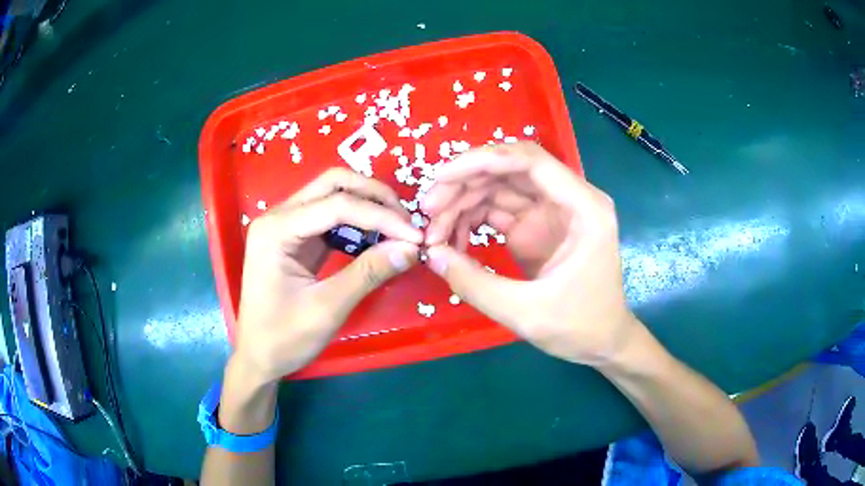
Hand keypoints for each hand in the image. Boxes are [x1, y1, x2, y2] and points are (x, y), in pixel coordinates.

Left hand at [233, 168, 423, 383]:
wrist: (259, 357)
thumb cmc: (284, 337)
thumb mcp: (327, 308)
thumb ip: (368, 273)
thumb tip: (412, 248)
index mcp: (276, 229)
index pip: (336, 205)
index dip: (380, 217)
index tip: (416, 236)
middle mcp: (279, 216)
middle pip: (333, 183)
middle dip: (374, 197)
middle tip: (406, 222)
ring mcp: (286, 225)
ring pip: (333, 194)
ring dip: (368, 206)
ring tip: (397, 229)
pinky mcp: (296, 237)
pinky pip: (331, 216)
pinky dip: (357, 222)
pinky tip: (376, 238)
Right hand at [421, 142, 636, 365]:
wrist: (601, 342)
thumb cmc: (579, 326)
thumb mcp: (526, 312)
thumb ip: (476, 284)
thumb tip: (431, 254)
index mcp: (584, 207)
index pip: (530, 161)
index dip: (483, 160)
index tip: (441, 176)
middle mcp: (568, 198)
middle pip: (509, 169)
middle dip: (464, 183)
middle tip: (428, 210)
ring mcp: (550, 211)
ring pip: (499, 187)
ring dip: (463, 201)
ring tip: (434, 232)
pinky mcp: (536, 226)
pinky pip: (497, 209)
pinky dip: (471, 219)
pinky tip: (452, 241)